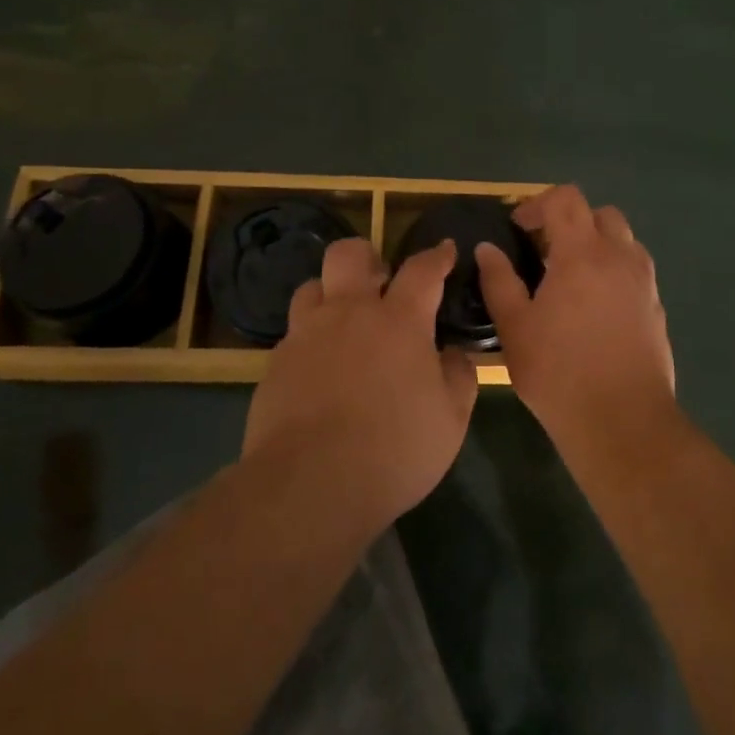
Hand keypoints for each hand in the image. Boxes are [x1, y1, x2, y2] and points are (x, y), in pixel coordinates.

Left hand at [244, 237, 476, 525]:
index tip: (445, 250)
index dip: (437, 256)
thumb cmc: (394, 449)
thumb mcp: (450, 419)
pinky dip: (311, 340)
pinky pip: (294, 334)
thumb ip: (458, 376)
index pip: (422, 270)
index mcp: (399, 320)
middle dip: (367, 256)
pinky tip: (320, 369)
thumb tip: (452, 353)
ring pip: (311, 287)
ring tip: (344, 322)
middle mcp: (349, 313)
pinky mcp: (275, 364)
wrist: (310, 485)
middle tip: (380, 280)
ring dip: (331, 294)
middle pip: (349, 255)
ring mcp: (306, 336)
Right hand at [475, 185, 675, 446]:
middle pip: (600, 213)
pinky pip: (635, 269)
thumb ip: (499, 281)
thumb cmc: (559, 373)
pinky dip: (614, 270)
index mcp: (582, 253)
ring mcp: (644, 281)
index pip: (566, 199)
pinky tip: (595, 306)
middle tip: (545, 250)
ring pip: (623, 240)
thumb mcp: (515, 328)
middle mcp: (620, 257)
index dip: (538, 204)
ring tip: (571, 277)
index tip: (518, 229)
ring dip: (596, 244)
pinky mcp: (657, 306)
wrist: (623, 420)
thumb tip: (487, 249)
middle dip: (570, 221)